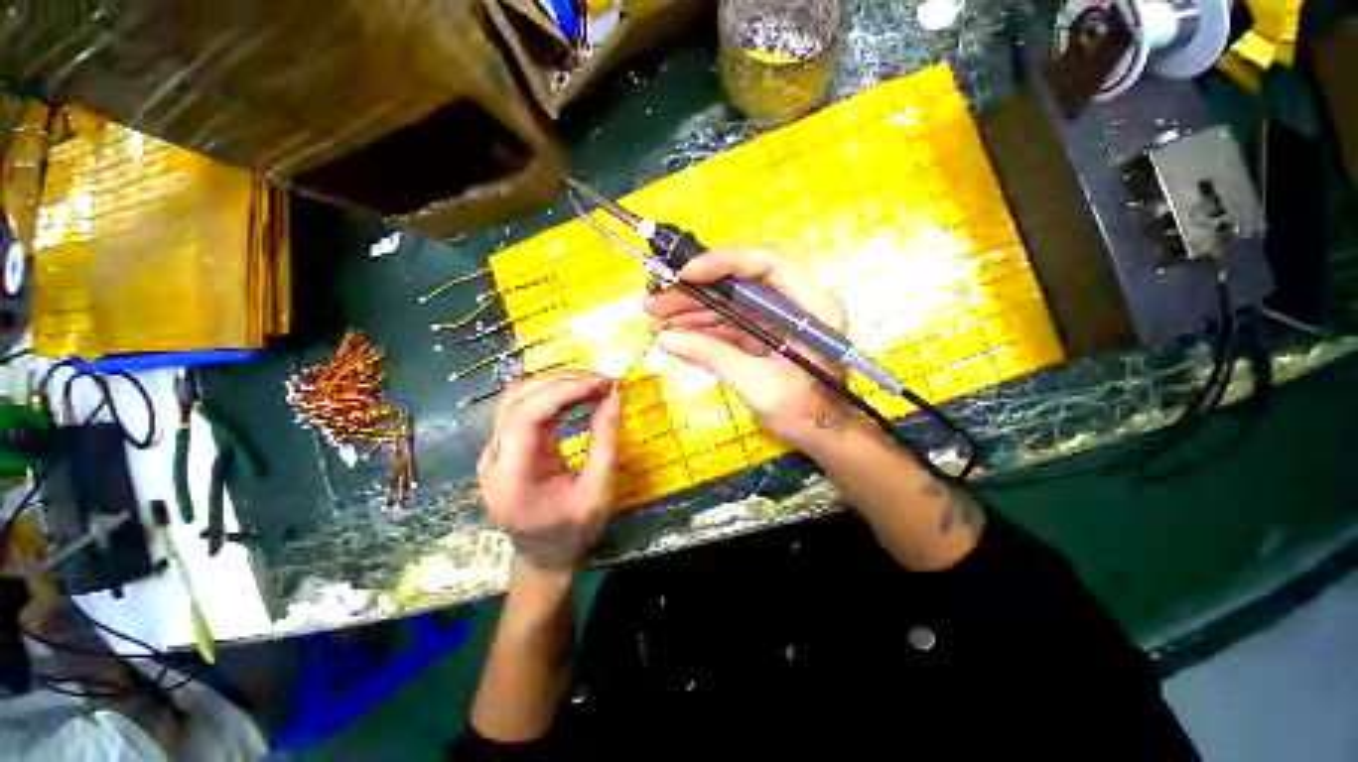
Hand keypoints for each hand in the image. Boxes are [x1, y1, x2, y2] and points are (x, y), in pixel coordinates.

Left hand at [478, 371, 620, 571]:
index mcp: (510, 478)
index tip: (602, 383)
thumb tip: (612, 397)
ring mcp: (494, 451)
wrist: (542, 557)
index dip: (564, 390)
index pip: (525, 415)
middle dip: (563, 382)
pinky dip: (553, 396)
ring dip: (556, 384)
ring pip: (517, 398)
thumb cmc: (572, 532)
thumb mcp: (598, 492)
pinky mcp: (504, 447)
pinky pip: (524, 409)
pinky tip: (577, 395)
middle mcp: (493, 459)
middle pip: (517, 400)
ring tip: (592, 384)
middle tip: (602, 381)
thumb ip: (606, 443)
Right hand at [642, 245, 860, 449]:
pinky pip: (728, 322)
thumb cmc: (804, 413)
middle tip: (654, 301)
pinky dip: (701, 327)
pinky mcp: (762, 333)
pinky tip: (674, 333)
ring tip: (655, 319)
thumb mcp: (759, 386)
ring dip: (691, 309)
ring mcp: (776, 318)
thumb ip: (714, 357)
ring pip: (729, 301)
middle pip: (740, 281)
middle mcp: (795, 303)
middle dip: (695, 291)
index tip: (684, 276)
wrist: (822, 435)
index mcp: (811, 306)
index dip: (723, 262)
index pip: (768, 263)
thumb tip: (665, 338)